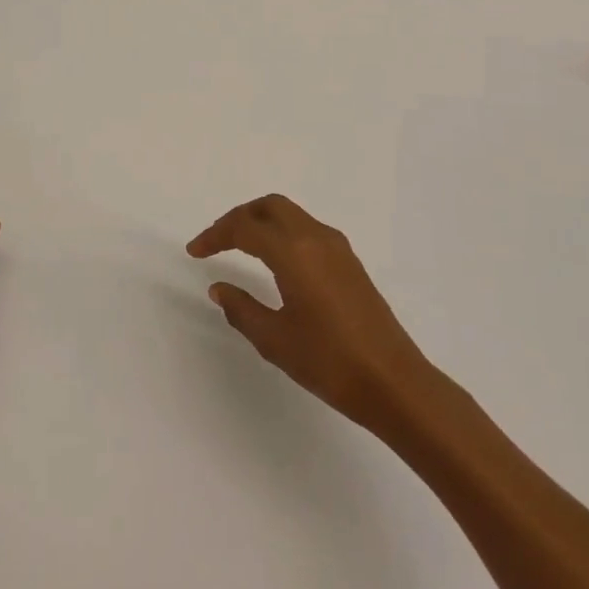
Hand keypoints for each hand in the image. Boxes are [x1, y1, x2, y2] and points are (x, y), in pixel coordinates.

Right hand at [188, 194, 433, 430]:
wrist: (394, 382)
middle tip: (216, 241)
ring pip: (292, 215)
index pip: (245, 228)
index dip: (215, 235)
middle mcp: (317, 238)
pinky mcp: (350, 262)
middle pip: (270, 206)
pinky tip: (274, 262)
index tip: (194, 252)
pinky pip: (308, 230)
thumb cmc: (329, 362)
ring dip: (262, 222)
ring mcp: (338, 248)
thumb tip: (220, 288)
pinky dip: (283, 233)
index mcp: (294, 252)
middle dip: (238, 217)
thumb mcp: (275, 340)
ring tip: (239, 248)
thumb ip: (242, 309)